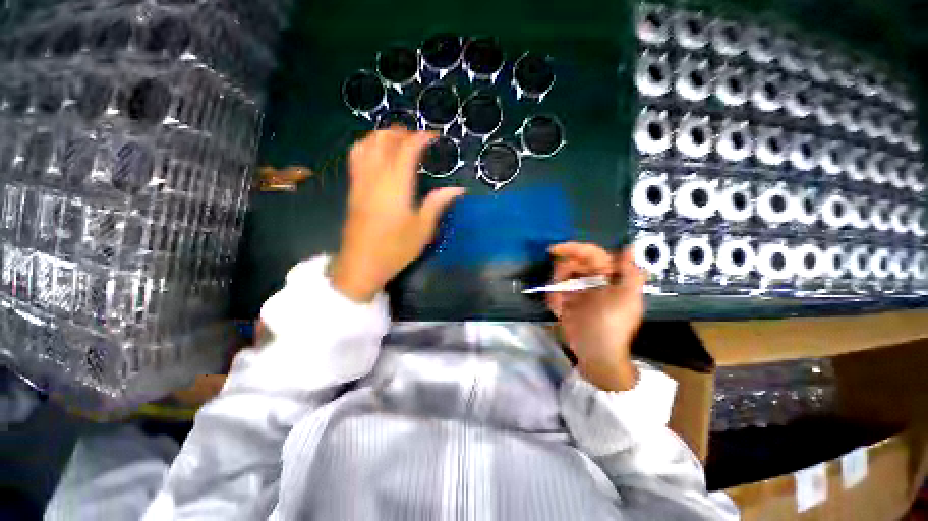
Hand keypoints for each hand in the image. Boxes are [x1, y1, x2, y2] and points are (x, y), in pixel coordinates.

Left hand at [332, 128, 465, 301]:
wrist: (361, 265)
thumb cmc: (395, 249)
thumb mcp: (422, 229)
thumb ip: (437, 204)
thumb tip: (457, 189)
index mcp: (396, 186)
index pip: (406, 150)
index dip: (420, 138)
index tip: (434, 136)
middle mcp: (375, 177)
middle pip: (383, 140)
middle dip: (400, 132)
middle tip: (417, 138)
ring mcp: (360, 182)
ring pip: (365, 145)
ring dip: (382, 136)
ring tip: (397, 141)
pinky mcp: (352, 190)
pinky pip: (356, 157)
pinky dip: (367, 146)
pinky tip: (378, 155)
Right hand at [547, 243, 646, 390]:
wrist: (595, 351)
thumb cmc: (613, 323)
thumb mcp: (628, 298)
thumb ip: (630, 271)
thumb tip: (629, 247)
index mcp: (608, 275)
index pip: (590, 254)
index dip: (573, 248)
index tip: (553, 249)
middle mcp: (592, 279)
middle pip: (571, 263)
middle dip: (562, 272)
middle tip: (558, 286)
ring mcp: (577, 290)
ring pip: (560, 276)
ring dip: (556, 287)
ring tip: (560, 304)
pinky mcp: (565, 301)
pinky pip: (554, 292)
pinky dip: (553, 299)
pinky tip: (559, 310)